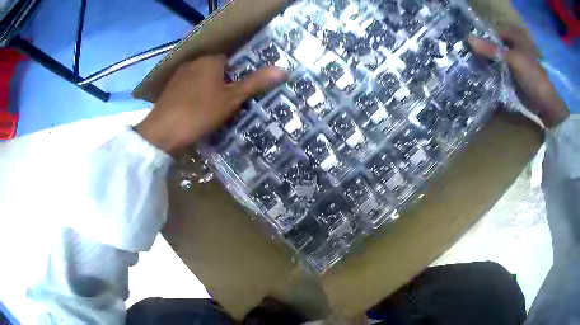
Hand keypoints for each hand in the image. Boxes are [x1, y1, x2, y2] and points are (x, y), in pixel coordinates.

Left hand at [136, 55, 286, 154]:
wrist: (162, 132)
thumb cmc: (200, 112)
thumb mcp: (231, 99)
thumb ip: (255, 83)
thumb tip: (283, 69)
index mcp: (210, 60)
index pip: (230, 61)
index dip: (236, 76)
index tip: (239, 93)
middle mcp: (193, 62)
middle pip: (215, 70)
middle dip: (222, 83)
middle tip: (227, 104)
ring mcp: (179, 75)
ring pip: (200, 80)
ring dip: (207, 90)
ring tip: (211, 110)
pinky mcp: (169, 89)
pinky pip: (188, 89)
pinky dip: (193, 97)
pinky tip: (194, 112)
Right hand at [468, 28, 568, 128]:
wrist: (545, 105)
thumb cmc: (533, 78)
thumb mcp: (513, 60)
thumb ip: (492, 49)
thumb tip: (469, 39)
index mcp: (516, 37)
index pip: (494, 32)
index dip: (483, 37)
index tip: (471, 45)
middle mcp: (514, 47)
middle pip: (495, 45)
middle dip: (484, 50)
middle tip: (471, 56)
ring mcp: (515, 63)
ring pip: (497, 58)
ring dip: (487, 62)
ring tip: (475, 66)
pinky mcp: (515, 76)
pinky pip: (500, 70)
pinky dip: (493, 72)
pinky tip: (485, 75)